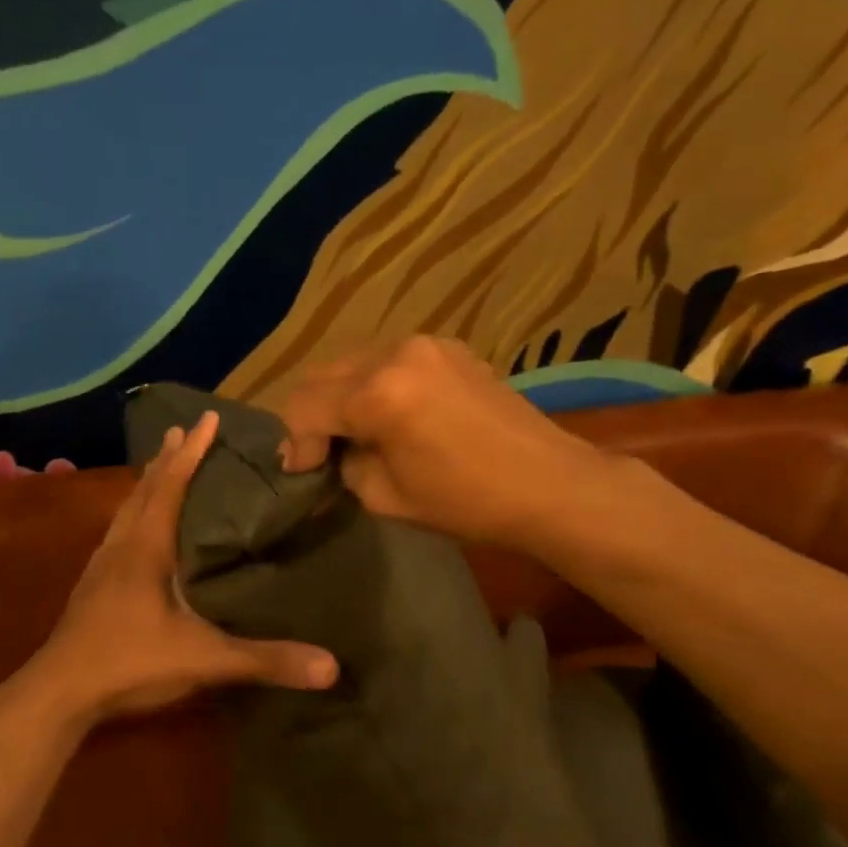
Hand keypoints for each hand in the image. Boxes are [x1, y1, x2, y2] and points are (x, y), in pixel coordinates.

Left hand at [21, 411, 337, 724]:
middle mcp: (121, 546)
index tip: (207, 417)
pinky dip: (132, 514)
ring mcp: (100, 566)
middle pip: (145, 489)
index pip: (171, 485)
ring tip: (159, 466)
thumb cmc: (129, 663)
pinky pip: (116, 532)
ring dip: (145, 483)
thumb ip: (264, 660)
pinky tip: (135, 529)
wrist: (58, 692)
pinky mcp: (91, 586)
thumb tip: (331, 667)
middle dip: (167, 458)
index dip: (192, 452)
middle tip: (182, 430)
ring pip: (126, 510)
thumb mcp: (203, 660)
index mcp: (146, 548)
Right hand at [278, 336, 612, 547]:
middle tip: (320, 454)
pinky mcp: (449, 347)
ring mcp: (425, 344)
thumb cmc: (467, 502)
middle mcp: (395, 354)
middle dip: (313, 416)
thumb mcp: (386, 497)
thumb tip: (330, 454)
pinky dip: (375, 384)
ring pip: (353, 363)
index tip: (304, 472)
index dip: (296, 443)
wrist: (551, 484)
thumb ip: (345, 466)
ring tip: (355, 434)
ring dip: (342, 397)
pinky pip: (389, 360)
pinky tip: (391, 415)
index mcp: (377, 394)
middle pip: (322, 375)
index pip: (304, 407)